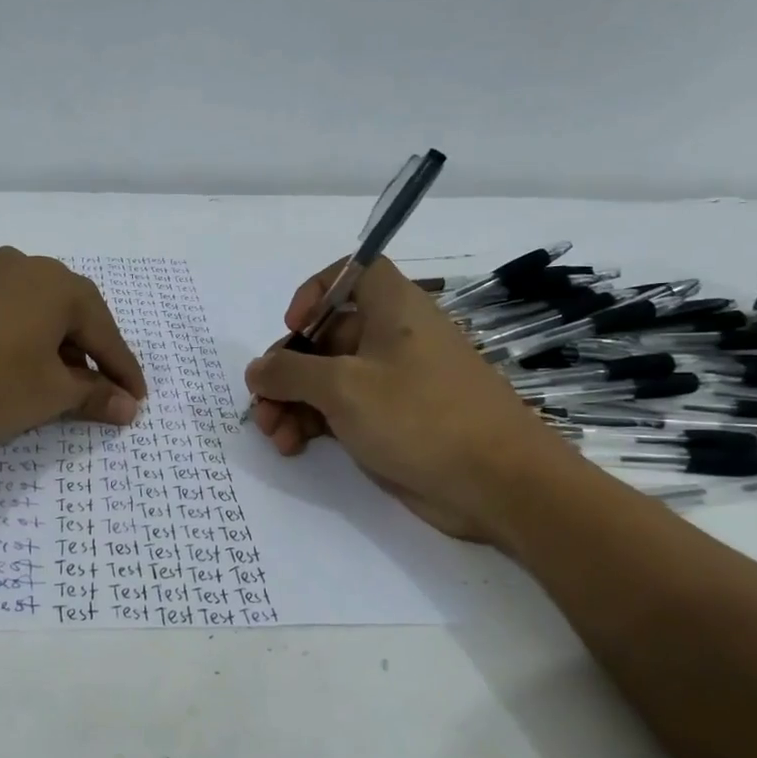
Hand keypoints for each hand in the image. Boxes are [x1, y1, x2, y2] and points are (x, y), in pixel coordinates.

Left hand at [0, 248, 146, 445]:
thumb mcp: (50, 393)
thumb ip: (94, 395)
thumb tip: (127, 406)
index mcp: (59, 284)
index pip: (105, 333)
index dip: (123, 371)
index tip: (138, 400)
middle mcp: (28, 267)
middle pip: (75, 316)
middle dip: (92, 356)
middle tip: (105, 391)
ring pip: (41, 314)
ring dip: (59, 349)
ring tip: (64, 385)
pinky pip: (12, 313)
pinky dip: (27, 341)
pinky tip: (25, 367)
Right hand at [244, 256, 583, 543]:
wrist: (499, 485)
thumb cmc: (420, 416)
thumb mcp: (344, 388)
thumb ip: (290, 373)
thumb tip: (257, 370)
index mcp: (393, 308)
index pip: (352, 272)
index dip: (316, 290)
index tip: (293, 325)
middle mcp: (392, 338)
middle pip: (326, 335)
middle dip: (286, 369)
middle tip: (261, 403)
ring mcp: (394, 382)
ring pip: (329, 378)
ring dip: (293, 402)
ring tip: (273, 435)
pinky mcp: (394, 421)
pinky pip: (343, 410)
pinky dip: (315, 423)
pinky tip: (293, 446)